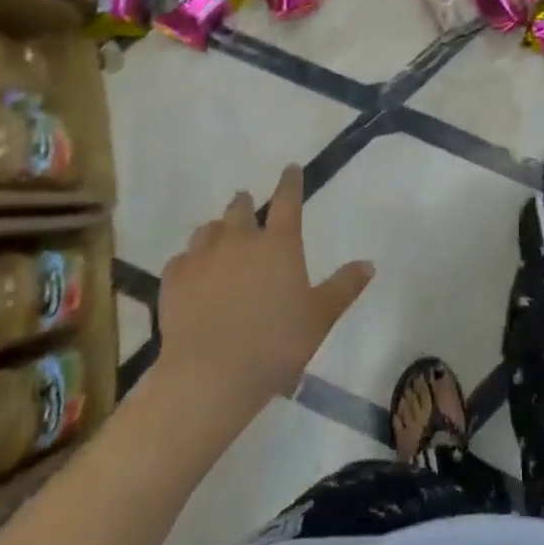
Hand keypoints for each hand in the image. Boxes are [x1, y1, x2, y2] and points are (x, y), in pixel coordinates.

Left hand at [156, 165, 373, 412]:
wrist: (211, 376)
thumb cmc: (276, 344)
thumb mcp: (320, 317)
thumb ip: (344, 287)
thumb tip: (369, 263)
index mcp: (279, 244)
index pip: (287, 200)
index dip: (290, 182)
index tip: (290, 169)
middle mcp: (240, 240)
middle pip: (241, 209)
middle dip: (245, 204)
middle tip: (248, 205)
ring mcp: (203, 257)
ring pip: (208, 229)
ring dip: (217, 229)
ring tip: (219, 238)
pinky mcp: (174, 280)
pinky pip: (182, 259)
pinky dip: (190, 261)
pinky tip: (192, 273)